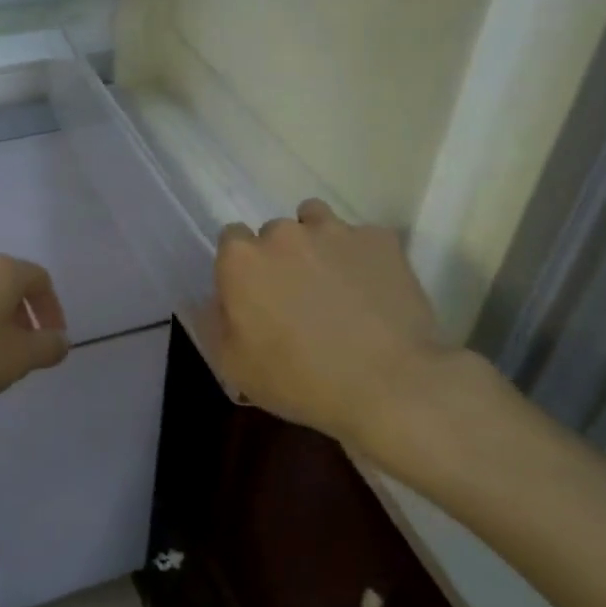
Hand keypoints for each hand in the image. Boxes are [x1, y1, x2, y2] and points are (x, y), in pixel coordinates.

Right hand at [215, 200, 457, 465]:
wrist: (391, 385)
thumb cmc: (301, 380)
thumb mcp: (235, 366)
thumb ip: (215, 323)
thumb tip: (216, 300)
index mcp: (242, 259)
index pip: (230, 239)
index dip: (241, 268)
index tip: (254, 297)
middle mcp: (284, 233)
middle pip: (273, 232)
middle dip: (280, 257)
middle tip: (296, 298)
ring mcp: (335, 231)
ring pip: (315, 221)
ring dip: (316, 244)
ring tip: (332, 282)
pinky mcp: (381, 240)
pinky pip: (361, 238)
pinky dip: (360, 257)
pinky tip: (371, 290)